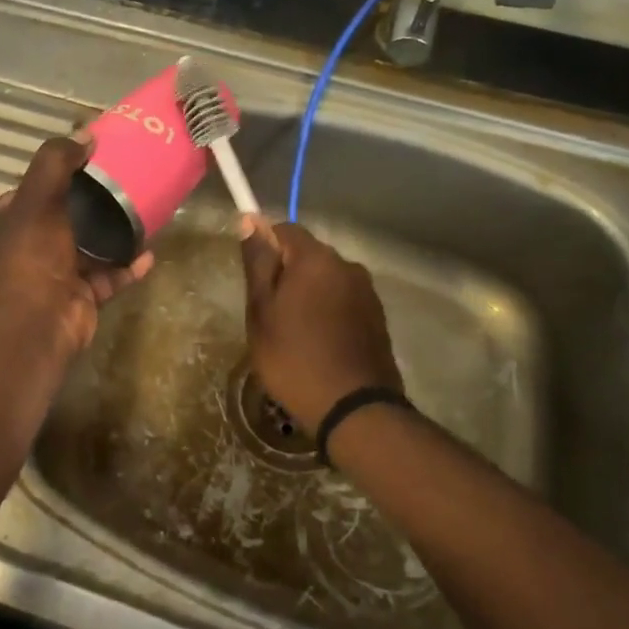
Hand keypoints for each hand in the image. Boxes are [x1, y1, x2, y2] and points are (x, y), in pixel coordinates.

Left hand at [0, 135, 152, 358]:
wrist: (36, 323)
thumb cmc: (28, 255)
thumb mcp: (37, 197)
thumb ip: (56, 162)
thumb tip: (84, 134)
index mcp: (0, 228)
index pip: (25, 195)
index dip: (52, 179)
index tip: (84, 164)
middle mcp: (21, 253)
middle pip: (59, 221)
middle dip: (88, 206)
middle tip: (119, 186)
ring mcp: (51, 278)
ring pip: (86, 250)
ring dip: (111, 236)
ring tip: (139, 215)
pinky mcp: (78, 299)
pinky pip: (106, 277)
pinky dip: (126, 266)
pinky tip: (149, 253)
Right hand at [239, 218, 401, 429]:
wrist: (353, 408)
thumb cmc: (293, 357)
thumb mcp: (261, 311)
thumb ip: (258, 262)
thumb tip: (251, 220)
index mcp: (316, 258)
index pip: (284, 230)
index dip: (265, 248)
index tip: (255, 281)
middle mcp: (347, 266)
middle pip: (308, 255)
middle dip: (287, 274)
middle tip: (269, 313)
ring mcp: (367, 292)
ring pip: (326, 280)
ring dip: (309, 294)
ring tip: (294, 333)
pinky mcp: (378, 318)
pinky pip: (343, 301)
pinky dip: (328, 312)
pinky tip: (318, 343)